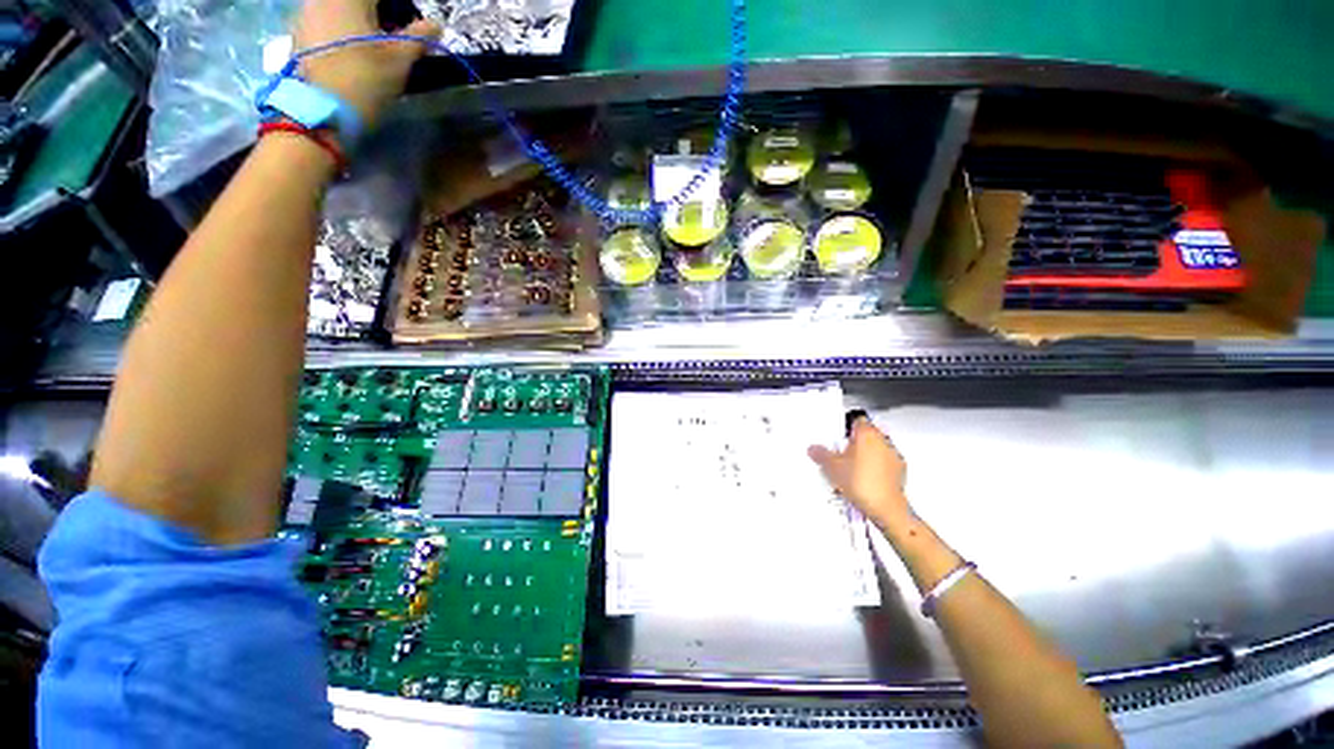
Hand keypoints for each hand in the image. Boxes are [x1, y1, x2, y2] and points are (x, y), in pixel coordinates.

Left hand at [292, 0, 438, 126]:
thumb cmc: (363, 81)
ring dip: (360, 24)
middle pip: (358, 2)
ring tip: (375, 47)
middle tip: (396, 36)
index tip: (410, 27)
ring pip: (340, 10)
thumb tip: (435, 24)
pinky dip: (343, 33)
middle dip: (379, 14)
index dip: (399, 9)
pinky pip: (326, 23)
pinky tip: (354, 55)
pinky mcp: (298, 36)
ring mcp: (305, 15)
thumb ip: (418, 38)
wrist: (318, 113)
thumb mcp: (399, 61)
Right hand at [808, 415, 910, 527]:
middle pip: (867, 434)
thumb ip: (821, 454)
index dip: (846, 427)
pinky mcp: (900, 471)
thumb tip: (813, 449)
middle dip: (855, 442)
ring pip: (876, 448)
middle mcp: (882, 440)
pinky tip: (864, 478)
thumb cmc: (861, 482)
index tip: (838, 436)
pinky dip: (875, 467)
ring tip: (851, 468)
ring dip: (866, 454)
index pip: (857, 420)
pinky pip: (884, 463)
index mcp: (866, 433)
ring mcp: (893, 455)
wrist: (886, 508)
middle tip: (841, 452)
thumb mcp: (831, 467)